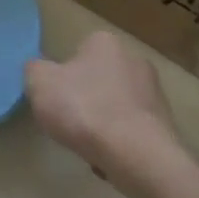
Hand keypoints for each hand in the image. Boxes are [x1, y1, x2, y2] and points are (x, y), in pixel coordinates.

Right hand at [26, 32, 194, 197]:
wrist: (137, 155)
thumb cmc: (84, 109)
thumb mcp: (39, 83)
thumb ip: (34, 70)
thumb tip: (41, 71)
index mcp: (105, 42)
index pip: (77, 51)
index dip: (63, 74)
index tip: (56, 97)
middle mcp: (135, 58)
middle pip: (98, 77)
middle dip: (84, 97)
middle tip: (68, 120)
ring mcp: (154, 92)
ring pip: (115, 104)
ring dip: (102, 120)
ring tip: (87, 143)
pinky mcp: (164, 124)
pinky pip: (130, 128)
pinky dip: (118, 140)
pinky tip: (108, 155)